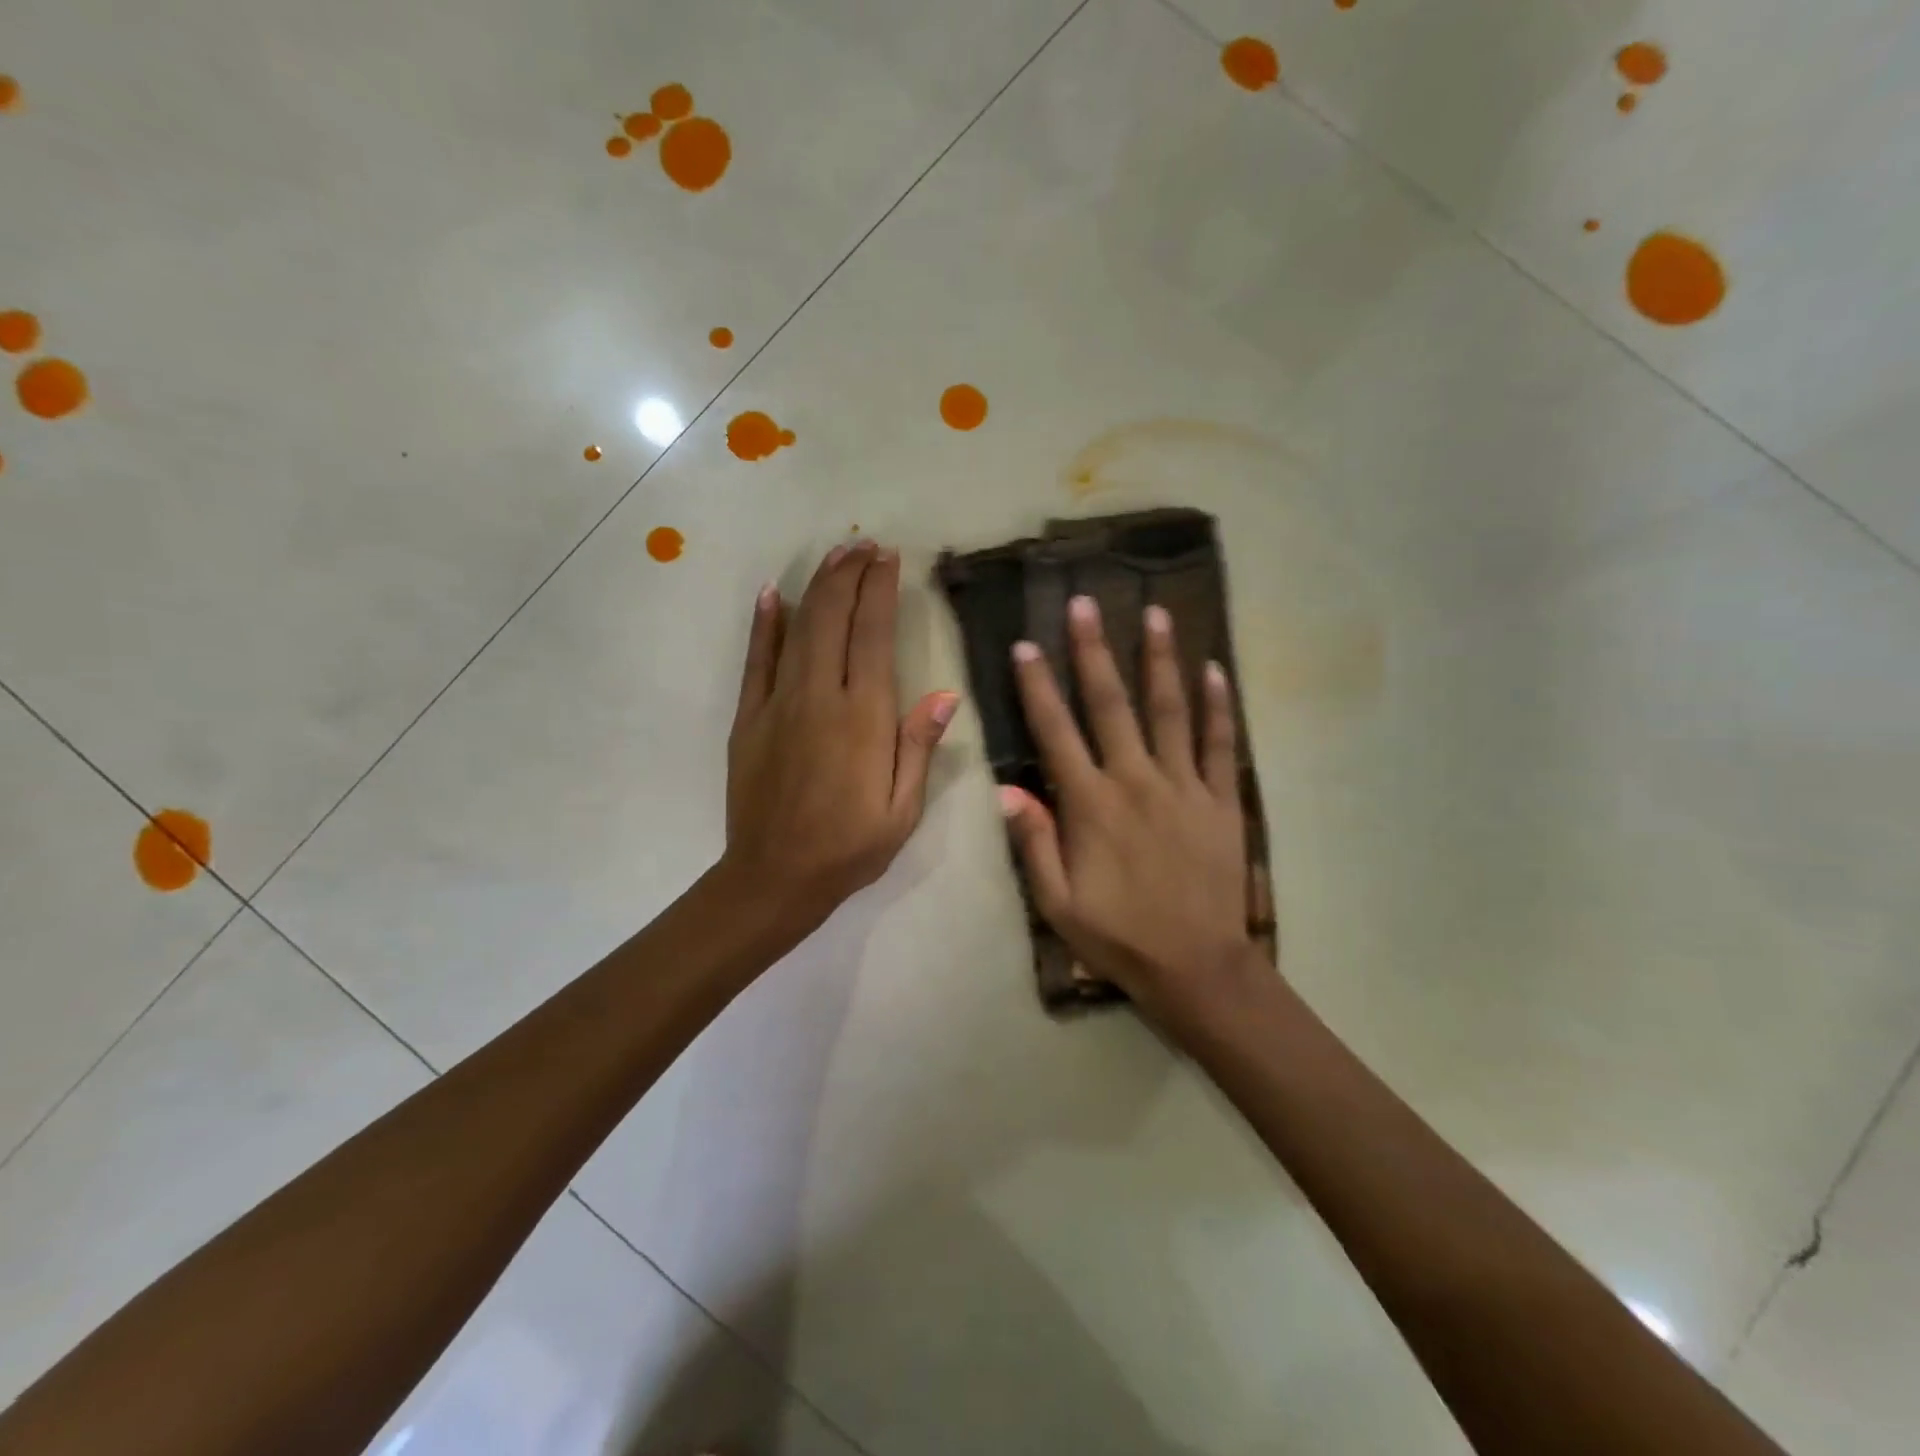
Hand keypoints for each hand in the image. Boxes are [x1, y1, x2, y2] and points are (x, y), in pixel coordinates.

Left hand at [723, 541, 958, 934]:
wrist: (774, 877)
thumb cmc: (850, 847)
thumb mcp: (902, 809)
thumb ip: (917, 746)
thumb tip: (944, 694)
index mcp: (863, 718)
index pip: (872, 635)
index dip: (880, 591)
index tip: (889, 559)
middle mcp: (819, 697)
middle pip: (833, 618)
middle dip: (849, 575)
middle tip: (864, 546)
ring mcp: (778, 703)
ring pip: (798, 629)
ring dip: (817, 588)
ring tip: (835, 557)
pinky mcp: (749, 717)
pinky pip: (757, 660)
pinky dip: (765, 624)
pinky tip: (774, 594)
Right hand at [1001, 595, 1258, 1024]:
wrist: (1197, 967)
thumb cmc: (1118, 936)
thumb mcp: (1057, 902)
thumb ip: (1033, 842)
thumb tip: (1005, 788)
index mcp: (1090, 805)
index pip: (1056, 732)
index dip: (1038, 686)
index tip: (1026, 645)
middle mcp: (1136, 781)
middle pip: (1111, 704)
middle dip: (1094, 651)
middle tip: (1085, 603)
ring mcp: (1184, 786)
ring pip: (1170, 710)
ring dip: (1159, 660)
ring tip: (1154, 614)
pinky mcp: (1221, 800)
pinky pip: (1219, 743)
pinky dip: (1218, 705)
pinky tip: (1215, 670)